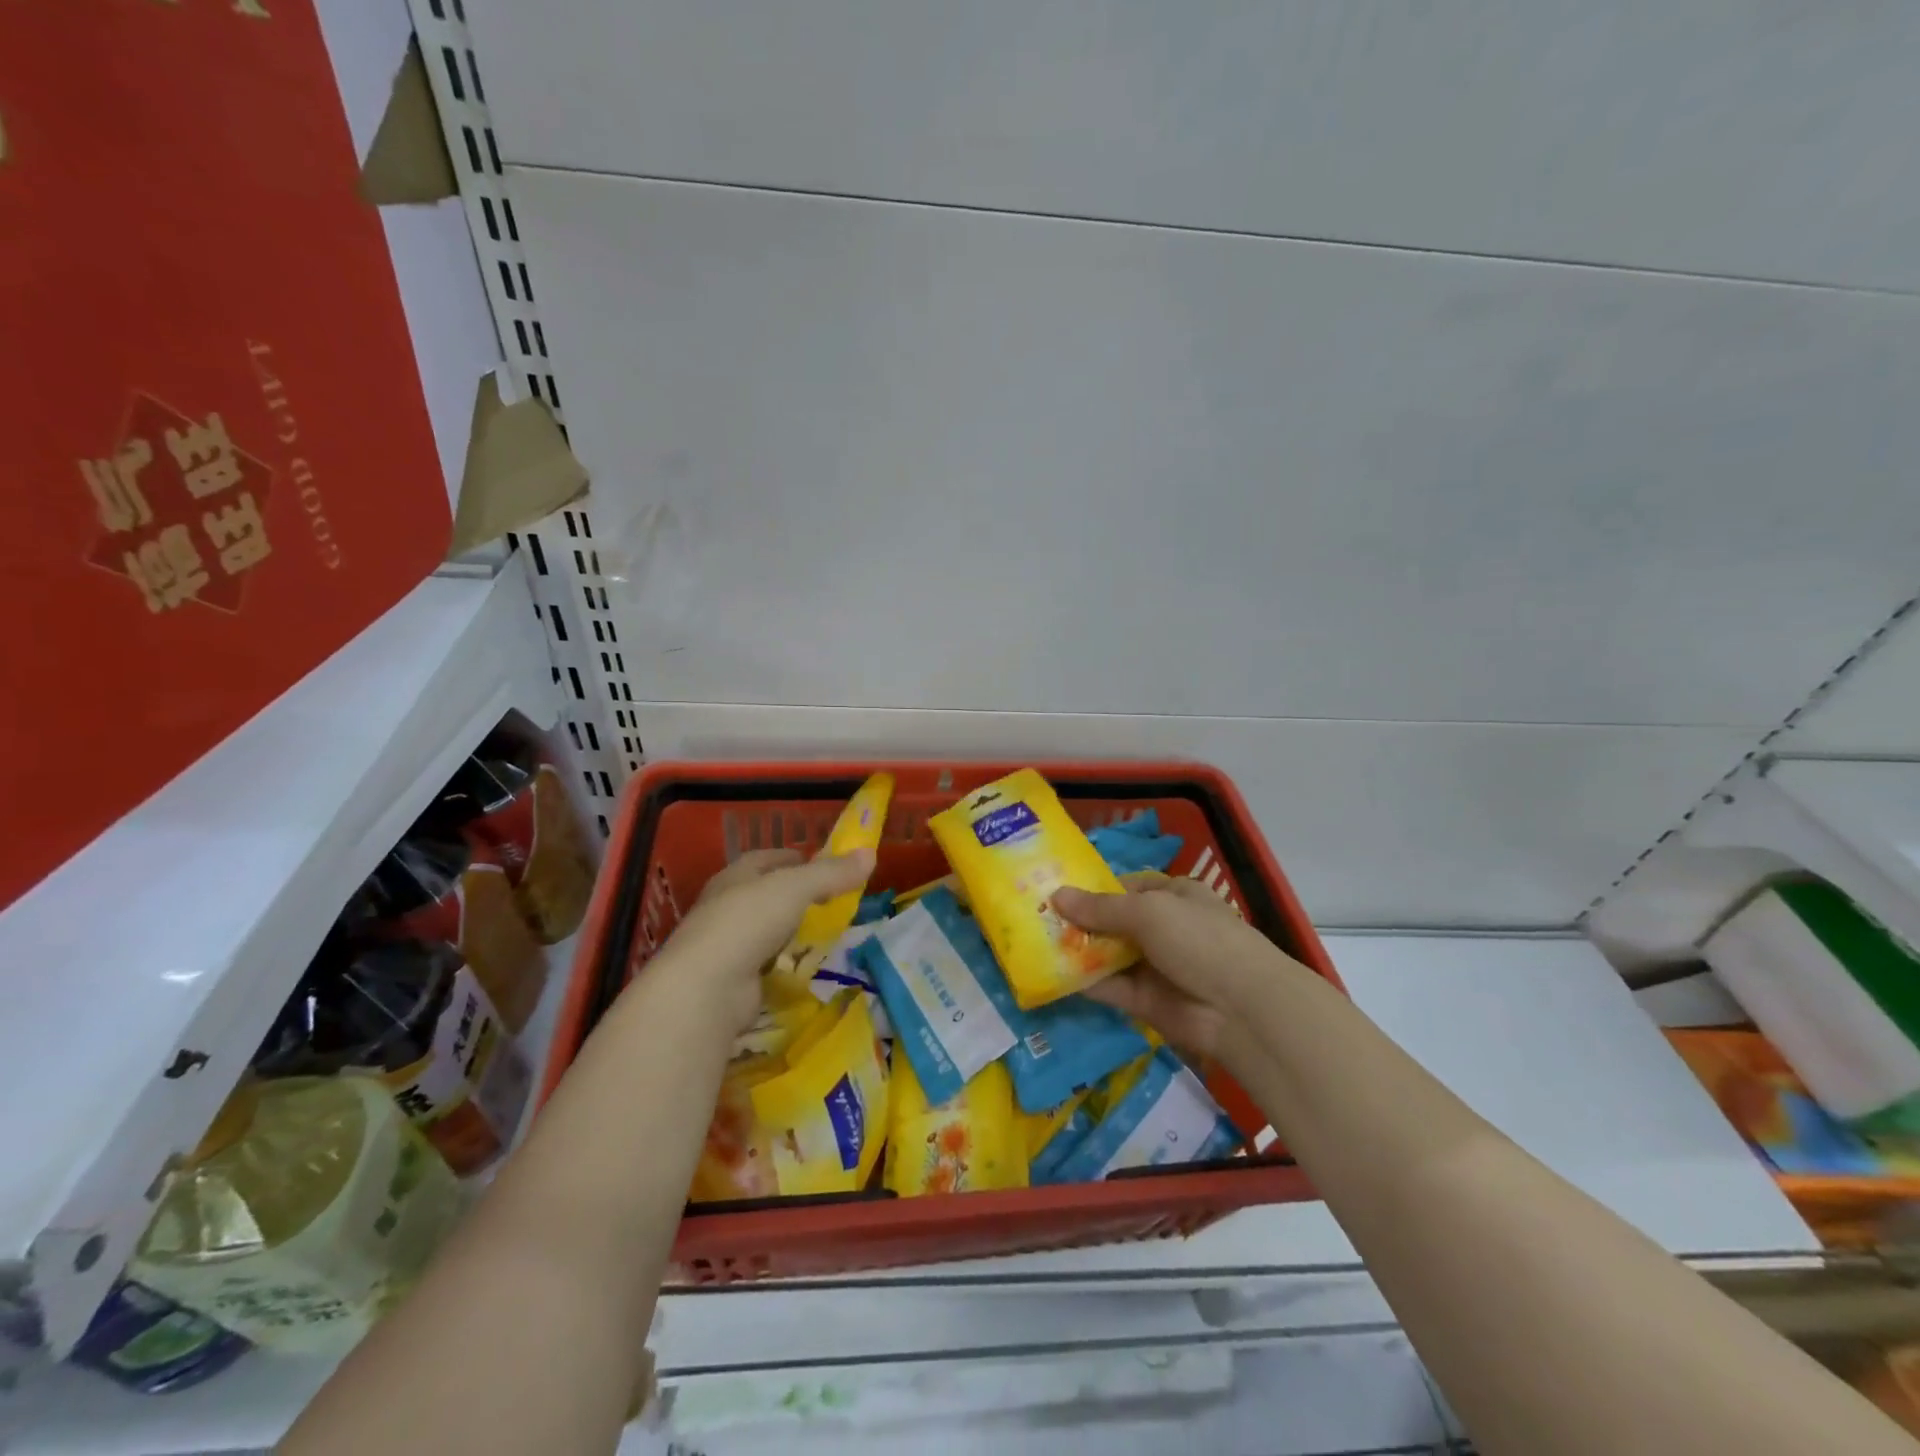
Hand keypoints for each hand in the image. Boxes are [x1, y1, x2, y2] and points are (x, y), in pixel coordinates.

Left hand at [645, 848, 875, 1033]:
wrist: (705, 989)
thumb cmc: (747, 922)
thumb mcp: (795, 888)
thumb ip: (831, 873)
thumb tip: (870, 854)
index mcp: (734, 877)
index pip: (765, 859)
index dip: (793, 857)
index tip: (822, 862)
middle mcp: (725, 907)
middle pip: (765, 894)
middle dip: (795, 895)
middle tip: (830, 899)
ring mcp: (726, 946)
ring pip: (764, 930)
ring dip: (789, 931)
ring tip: (822, 933)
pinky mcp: (731, 980)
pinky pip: (763, 964)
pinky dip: (782, 963)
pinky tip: (803, 966)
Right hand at [1053, 872, 1301, 1063]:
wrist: (1240, 1008)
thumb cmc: (1198, 939)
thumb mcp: (1148, 912)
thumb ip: (1100, 908)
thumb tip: (1057, 895)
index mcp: (1173, 895)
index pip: (1127, 886)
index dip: (1094, 888)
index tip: (1056, 890)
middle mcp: (1163, 928)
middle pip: (1113, 921)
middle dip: (1079, 920)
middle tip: (1034, 918)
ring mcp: (1154, 966)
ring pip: (1108, 954)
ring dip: (1077, 950)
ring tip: (1033, 944)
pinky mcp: (1145, 1001)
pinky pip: (1109, 987)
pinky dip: (1084, 982)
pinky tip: (1051, 975)